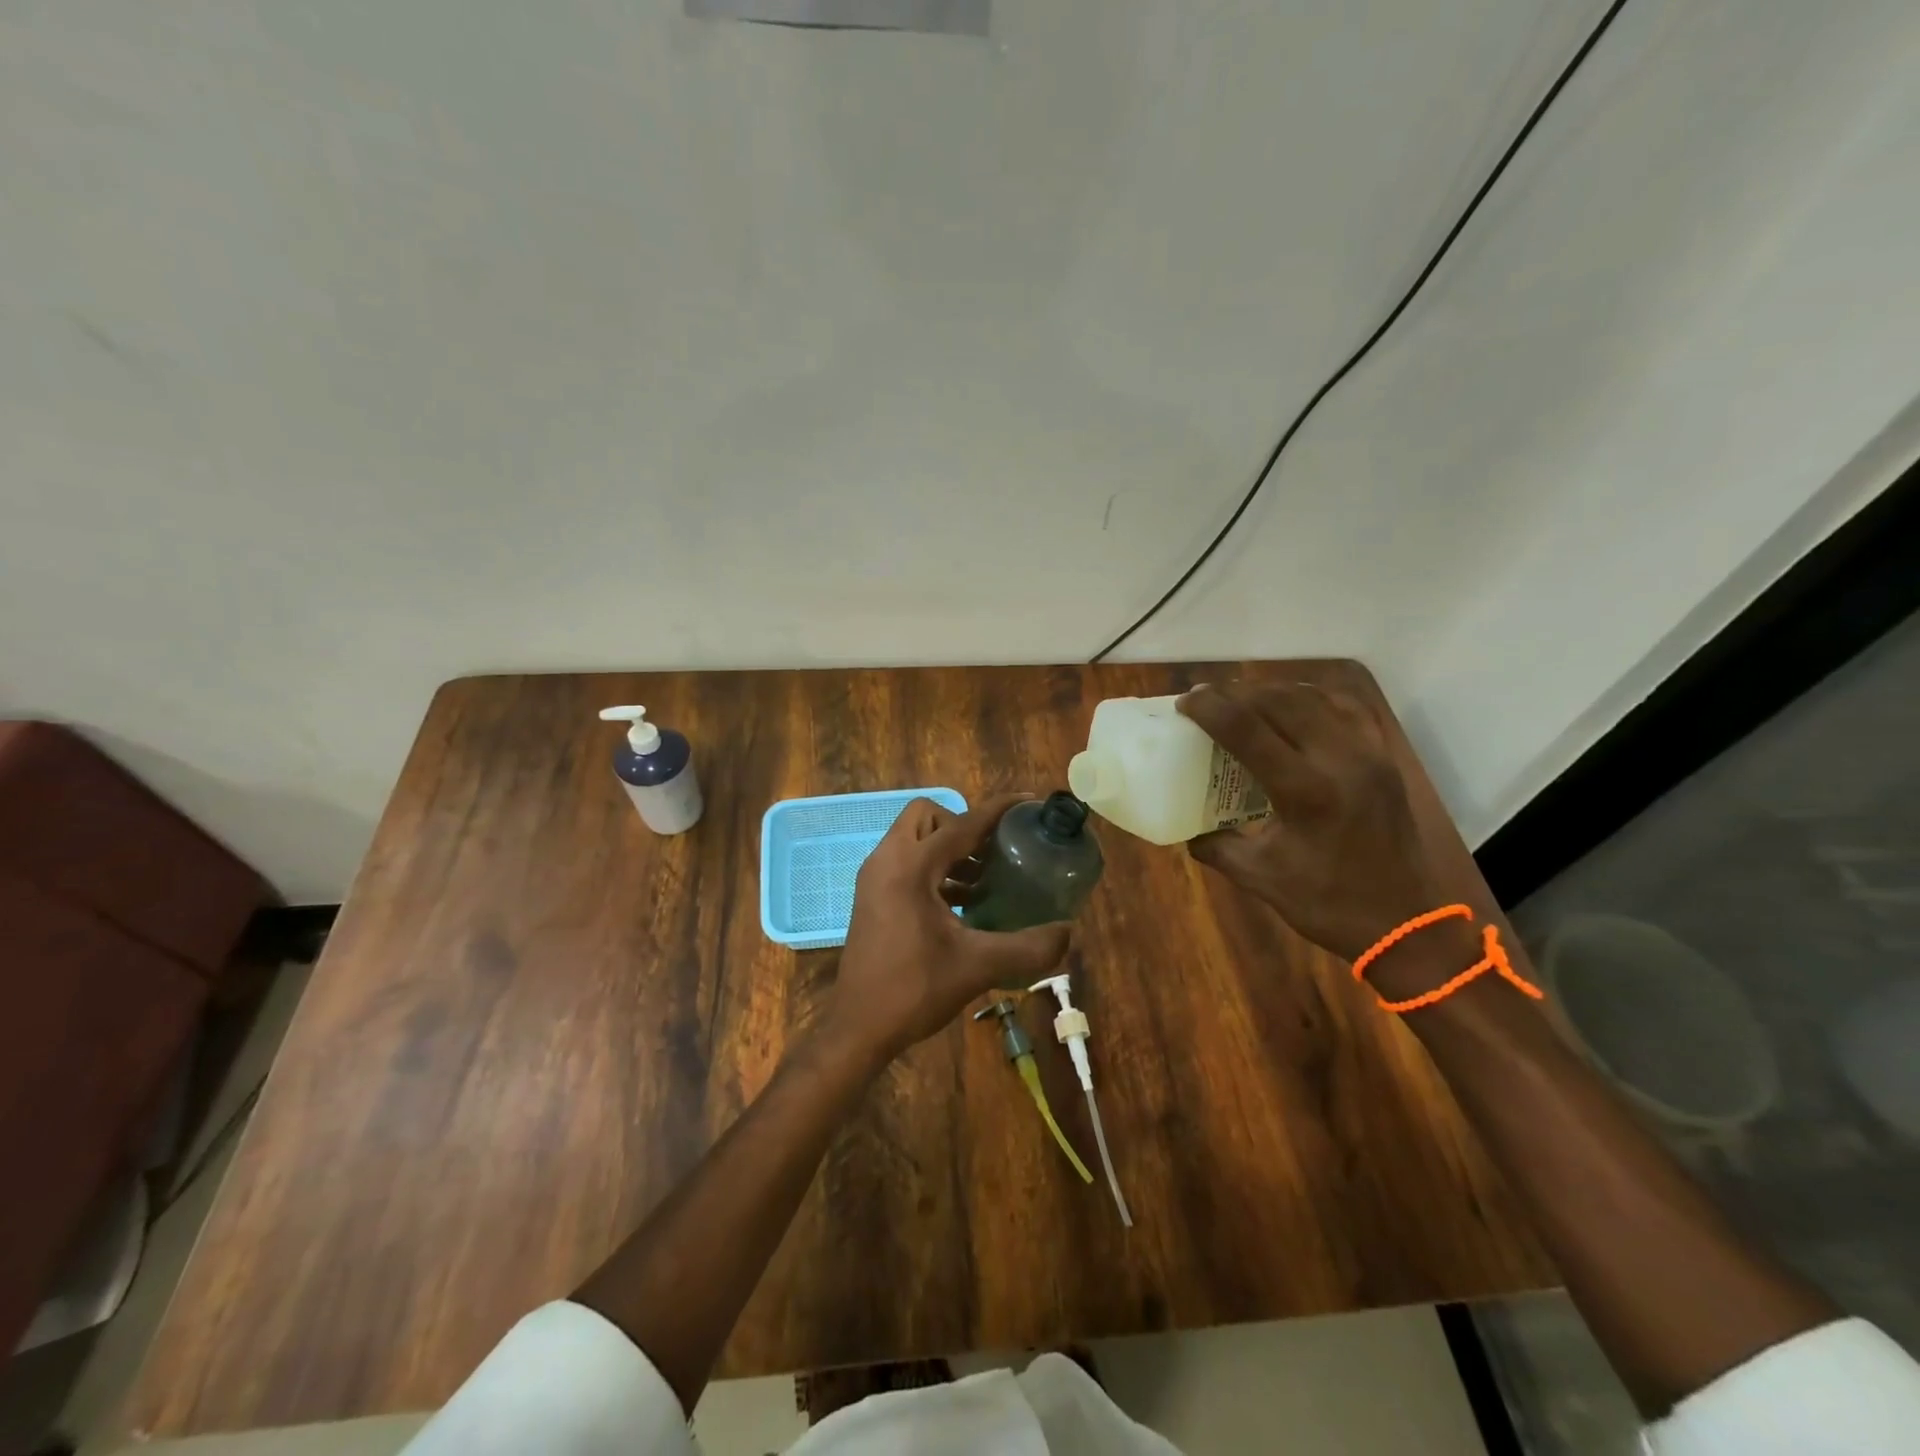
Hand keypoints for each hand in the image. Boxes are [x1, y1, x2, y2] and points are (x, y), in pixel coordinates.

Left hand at [825, 794, 1071, 1063]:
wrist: (858, 1027)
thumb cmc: (914, 990)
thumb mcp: (978, 966)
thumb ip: (1027, 947)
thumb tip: (1068, 932)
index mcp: (910, 867)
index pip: (961, 824)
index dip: (997, 810)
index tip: (1026, 801)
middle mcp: (887, 861)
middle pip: (927, 817)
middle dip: (963, 826)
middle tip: (993, 854)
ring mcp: (874, 878)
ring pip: (914, 839)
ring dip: (948, 849)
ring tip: (984, 880)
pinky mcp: (871, 896)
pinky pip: (905, 862)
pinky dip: (933, 869)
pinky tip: (961, 903)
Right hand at [1177, 683, 1467, 961]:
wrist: (1407, 924)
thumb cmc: (1328, 903)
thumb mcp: (1259, 876)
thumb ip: (1216, 845)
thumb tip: (1187, 828)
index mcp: (1305, 791)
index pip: (1247, 729)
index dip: (1210, 709)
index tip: (1184, 703)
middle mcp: (1339, 760)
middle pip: (1279, 701)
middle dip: (1236, 693)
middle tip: (1207, 700)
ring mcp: (1367, 754)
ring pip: (1313, 698)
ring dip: (1272, 692)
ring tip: (1244, 700)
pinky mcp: (1383, 758)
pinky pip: (1346, 708)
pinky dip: (1312, 698)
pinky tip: (1293, 707)